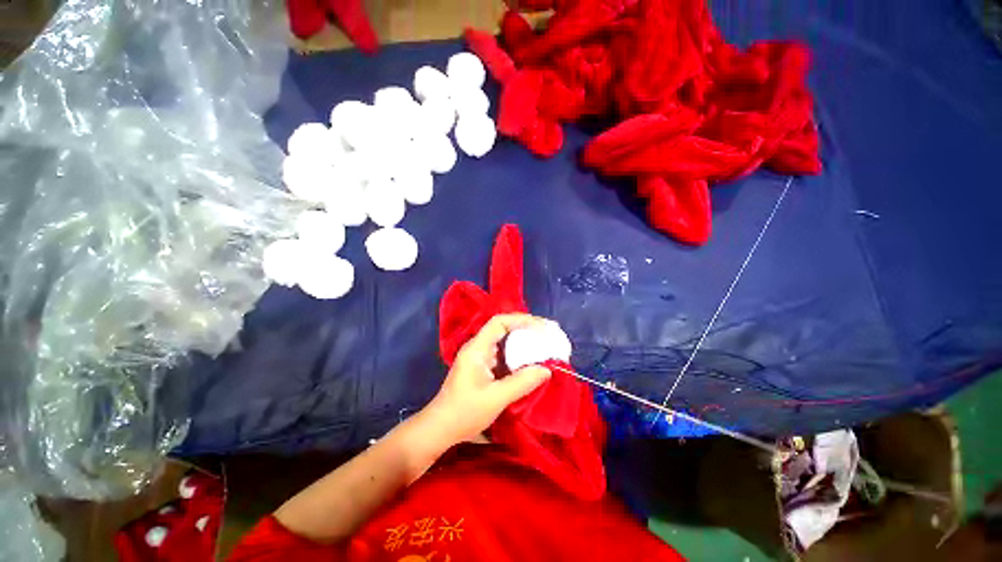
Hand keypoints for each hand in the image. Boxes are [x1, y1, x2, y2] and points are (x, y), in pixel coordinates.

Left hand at [423, 313, 552, 446]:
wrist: (440, 429)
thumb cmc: (464, 412)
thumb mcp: (496, 398)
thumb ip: (522, 382)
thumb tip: (546, 369)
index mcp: (477, 348)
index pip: (499, 322)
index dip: (521, 320)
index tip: (541, 327)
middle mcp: (478, 347)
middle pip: (503, 328)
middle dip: (526, 328)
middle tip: (548, 333)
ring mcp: (480, 358)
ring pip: (504, 342)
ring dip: (523, 342)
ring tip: (544, 344)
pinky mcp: (482, 368)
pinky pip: (503, 355)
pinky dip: (518, 355)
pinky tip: (530, 362)